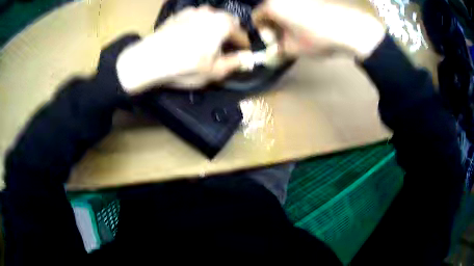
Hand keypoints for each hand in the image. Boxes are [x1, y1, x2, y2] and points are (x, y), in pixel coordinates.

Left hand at [116, 6, 247, 93]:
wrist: (149, 59)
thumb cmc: (185, 67)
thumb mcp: (214, 71)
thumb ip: (235, 63)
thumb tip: (248, 59)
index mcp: (223, 24)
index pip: (241, 34)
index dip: (243, 46)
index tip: (243, 54)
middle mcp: (210, 12)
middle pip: (227, 21)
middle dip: (229, 33)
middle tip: (224, 47)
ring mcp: (192, 11)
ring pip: (211, 18)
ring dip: (214, 27)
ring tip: (206, 42)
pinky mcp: (177, 15)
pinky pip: (195, 18)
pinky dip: (198, 25)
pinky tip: (189, 37)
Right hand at [253, 0, 385, 58]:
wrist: (354, 27)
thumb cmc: (320, 37)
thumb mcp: (295, 49)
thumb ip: (279, 49)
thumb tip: (276, 48)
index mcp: (273, 5)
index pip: (257, 16)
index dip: (262, 30)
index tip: (274, 40)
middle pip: (274, 8)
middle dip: (278, 23)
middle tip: (289, 35)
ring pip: (290, 4)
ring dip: (292, 16)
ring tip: (306, 28)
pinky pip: (306, 3)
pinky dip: (307, 10)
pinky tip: (318, 19)